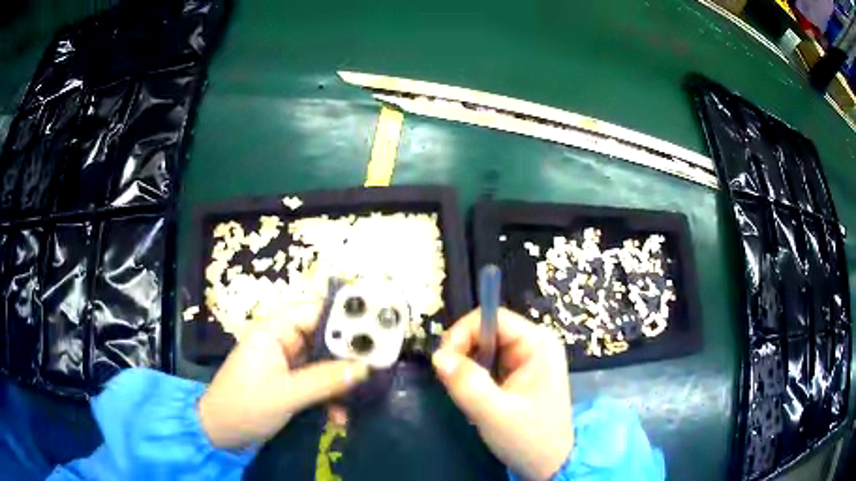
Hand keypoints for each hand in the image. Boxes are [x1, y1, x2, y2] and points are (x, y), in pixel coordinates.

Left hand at [198, 300, 369, 448]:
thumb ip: (324, 380)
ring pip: (325, 361)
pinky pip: (320, 381)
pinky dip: (332, 395)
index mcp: (274, 330)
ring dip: (343, 380)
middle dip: (350, 353)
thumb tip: (364, 368)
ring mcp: (287, 362)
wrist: (221, 433)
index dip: (346, 318)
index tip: (378, 331)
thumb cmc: (244, 406)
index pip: (316, 311)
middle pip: (324, 336)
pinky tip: (341, 415)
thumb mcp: (285, 394)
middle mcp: (283, 340)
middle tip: (380, 364)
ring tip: (363, 394)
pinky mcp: (291, 381)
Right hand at [432, 308, 572, 479]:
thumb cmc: (528, 438)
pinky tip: (475, 397)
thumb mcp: (495, 413)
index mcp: (538, 344)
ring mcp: (527, 360)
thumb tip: (437, 356)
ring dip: (467, 367)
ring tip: (463, 392)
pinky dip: (474, 377)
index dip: (462, 332)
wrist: (549, 464)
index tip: (442, 360)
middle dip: (463, 352)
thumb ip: (467, 383)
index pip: (493, 318)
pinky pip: (489, 364)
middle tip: (448, 380)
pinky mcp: (519, 375)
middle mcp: (535, 345)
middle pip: (487, 331)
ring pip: (485, 349)